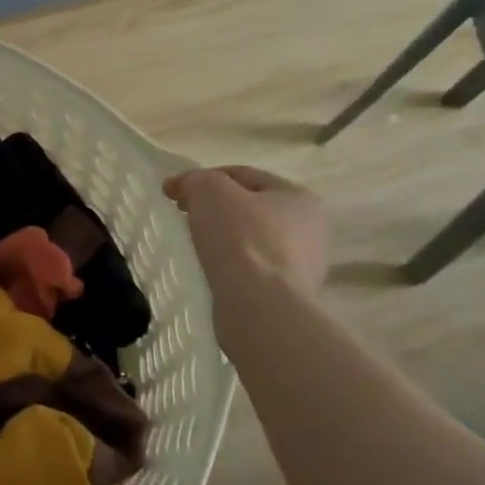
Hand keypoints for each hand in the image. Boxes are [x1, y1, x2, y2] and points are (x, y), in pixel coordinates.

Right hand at [163, 166, 328, 336]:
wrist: (259, 308)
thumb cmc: (240, 238)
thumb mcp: (209, 190)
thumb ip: (194, 180)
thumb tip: (181, 187)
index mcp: (300, 198)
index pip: (243, 176)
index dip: (204, 178)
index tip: (174, 192)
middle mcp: (310, 232)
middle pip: (248, 210)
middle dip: (215, 211)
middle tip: (183, 218)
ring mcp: (302, 269)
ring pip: (249, 243)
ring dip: (221, 242)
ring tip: (193, 248)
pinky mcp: (286, 298)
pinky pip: (250, 273)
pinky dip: (228, 269)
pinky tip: (209, 273)